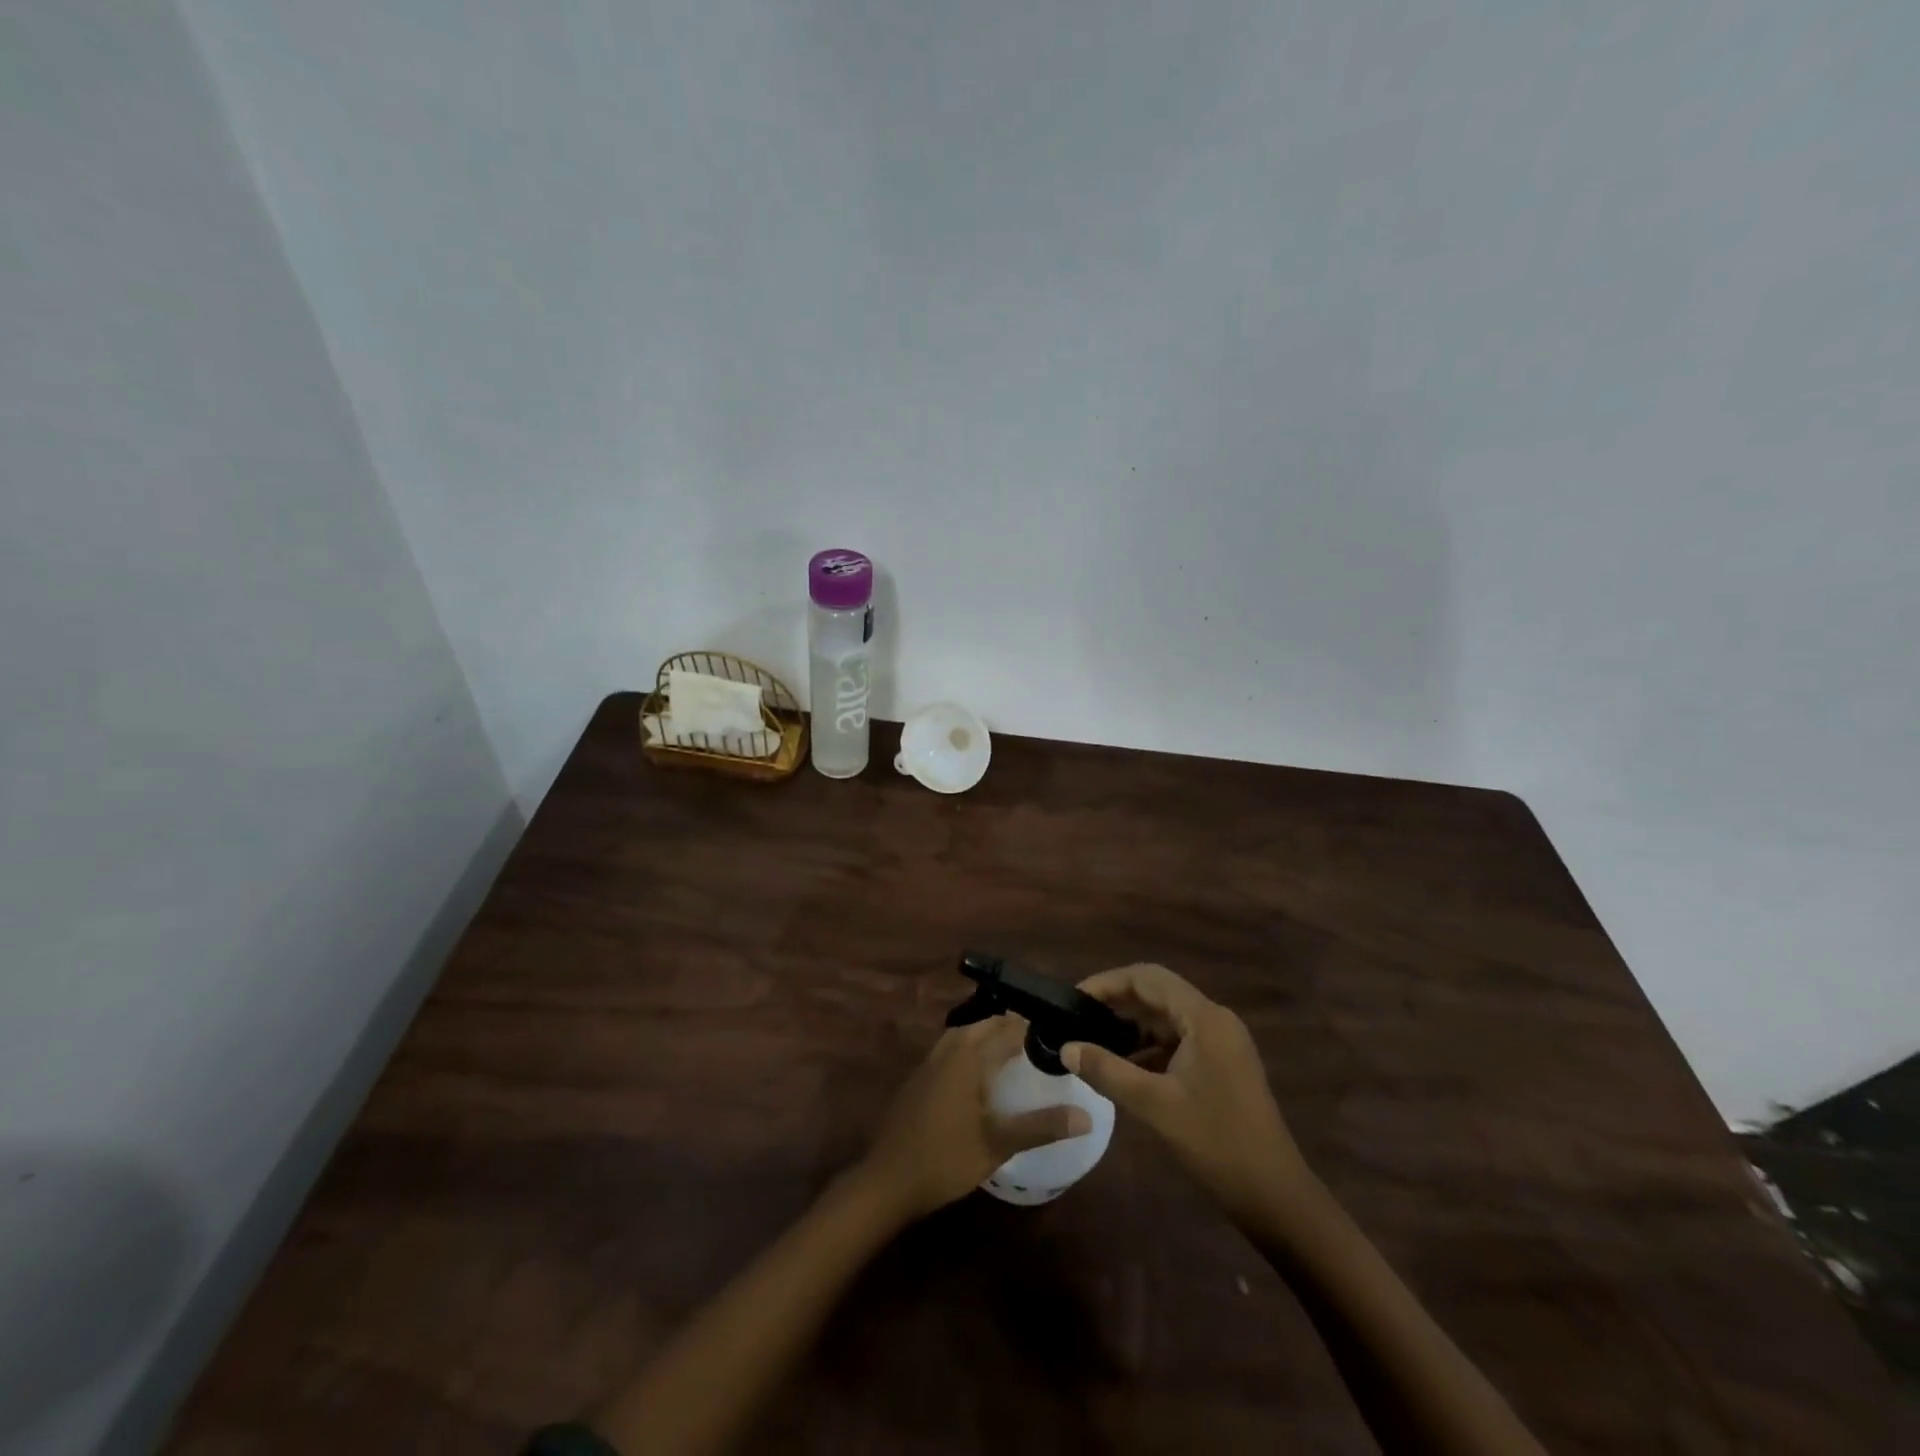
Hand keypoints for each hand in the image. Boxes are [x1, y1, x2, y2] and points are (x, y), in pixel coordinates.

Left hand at [857, 1015, 1091, 1220]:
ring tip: (1018, 1053)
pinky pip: (953, 1046)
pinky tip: (983, 1073)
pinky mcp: (921, 1076)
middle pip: (987, 1024)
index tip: (1061, 1035)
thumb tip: (1085, 1116)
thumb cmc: (945, 1159)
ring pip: (967, 1032)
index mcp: (970, 1056)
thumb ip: (1041, 1126)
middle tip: (1044, 1044)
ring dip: (991, 1035)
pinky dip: (973, 1047)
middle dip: (1014, 1028)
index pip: (1009, 1028)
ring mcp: (931, 1060)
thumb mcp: (998, 1144)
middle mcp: (950, 1048)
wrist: (887, 1180)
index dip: (1035, 1028)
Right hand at [1064, 964, 1316, 1226]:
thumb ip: (1107, 1070)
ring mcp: (1221, 1044)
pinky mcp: (1221, 1066)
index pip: (1148, 977)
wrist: (1275, 1196)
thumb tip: (1066, 1048)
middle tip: (1077, 1018)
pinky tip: (1122, 1068)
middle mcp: (1215, 1020)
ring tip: (1092, 1042)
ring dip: (1131, 1026)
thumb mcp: (1154, 1104)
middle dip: (1117, 1003)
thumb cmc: (1215, 1142)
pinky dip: (1149, 1048)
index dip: (1108, 982)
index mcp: (1204, 1018)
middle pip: (1157, 994)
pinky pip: (1178, 1042)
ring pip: (1167, 1019)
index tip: (1075, 999)